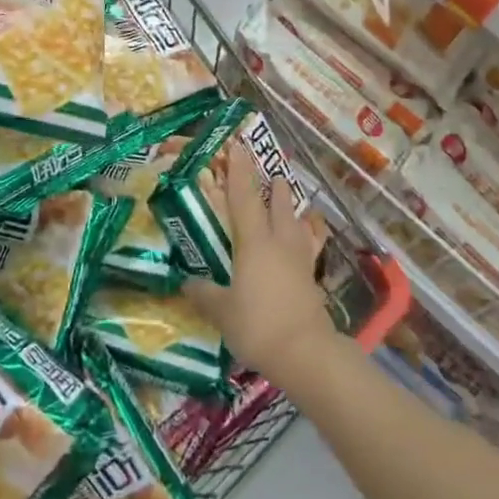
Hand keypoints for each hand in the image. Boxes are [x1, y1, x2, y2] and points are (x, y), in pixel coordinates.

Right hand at [184, 149, 337, 380]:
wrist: (304, 351)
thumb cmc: (257, 325)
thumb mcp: (221, 311)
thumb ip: (204, 294)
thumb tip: (188, 282)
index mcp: (254, 243)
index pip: (244, 198)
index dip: (239, 172)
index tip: (237, 148)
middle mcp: (279, 242)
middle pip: (278, 203)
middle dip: (273, 185)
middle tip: (269, 171)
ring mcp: (299, 258)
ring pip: (296, 221)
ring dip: (290, 206)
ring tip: (286, 197)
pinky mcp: (311, 276)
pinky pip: (308, 244)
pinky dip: (304, 234)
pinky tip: (302, 238)